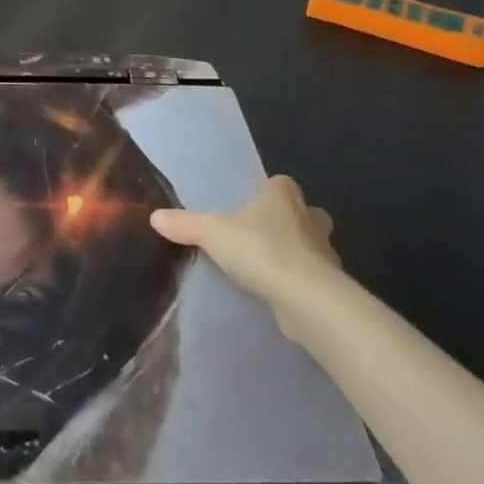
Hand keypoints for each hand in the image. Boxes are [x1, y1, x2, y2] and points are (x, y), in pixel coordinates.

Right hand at [150, 175, 342, 335]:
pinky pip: (311, 276)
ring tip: (264, 265)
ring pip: (310, 246)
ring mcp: (325, 253)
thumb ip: (184, 224)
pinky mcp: (329, 285)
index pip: (281, 184)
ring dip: (295, 253)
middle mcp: (309, 218)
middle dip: (289, 222)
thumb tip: (154, 216)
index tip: (251, 203)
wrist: (307, 300)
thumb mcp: (211, 233)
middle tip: (260, 233)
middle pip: (303, 213)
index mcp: (284, 196)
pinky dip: (297, 281)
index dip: (268, 191)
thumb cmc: (261, 250)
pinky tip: (276, 291)